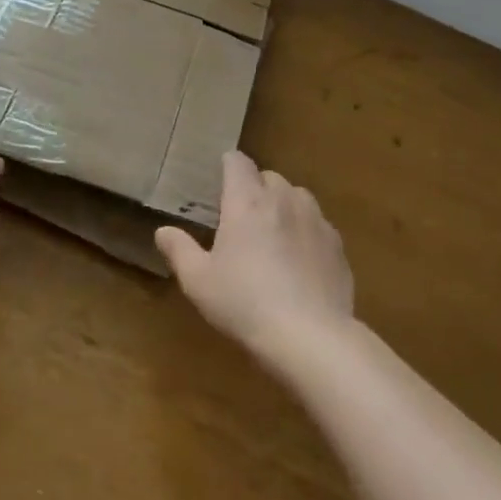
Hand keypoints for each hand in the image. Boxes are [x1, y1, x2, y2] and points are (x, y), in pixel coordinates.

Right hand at [156, 151, 353, 357]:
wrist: (310, 337)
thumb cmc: (245, 303)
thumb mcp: (198, 281)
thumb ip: (180, 250)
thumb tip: (163, 231)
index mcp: (247, 202)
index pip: (238, 162)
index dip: (227, 165)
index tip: (218, 181)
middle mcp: (283, 200)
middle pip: (269, 177)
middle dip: (255, 188)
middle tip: (241, 217)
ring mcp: (315, 220)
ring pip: (297, 196)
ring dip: (283, 205)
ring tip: (273, 234)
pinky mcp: (337, 245)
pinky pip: (318, 224)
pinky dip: (306, 231)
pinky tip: (300, 260)